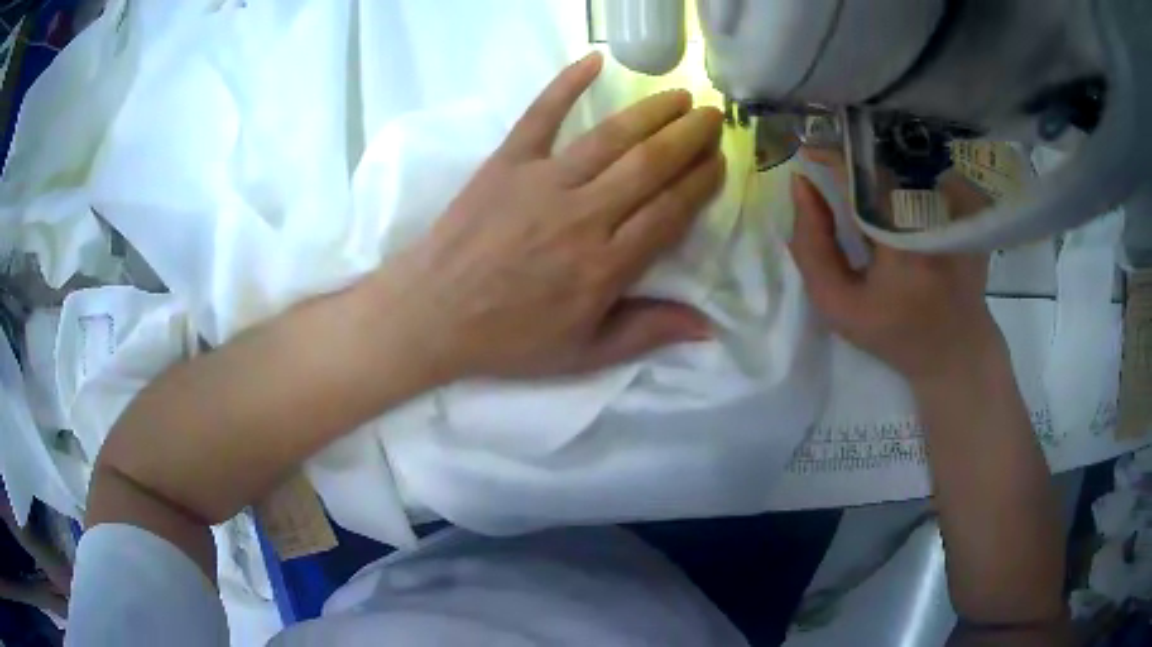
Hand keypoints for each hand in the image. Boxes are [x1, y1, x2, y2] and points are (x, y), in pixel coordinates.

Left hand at [373, 53, 724, 381]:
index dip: (701, 182)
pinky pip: (541, 114)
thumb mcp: (584, 352)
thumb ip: (647, 332)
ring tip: (680, 96)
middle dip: (690, 136)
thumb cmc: (510, 338)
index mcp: (606, 266)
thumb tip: (709, 325)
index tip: (719, 161)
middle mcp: (583, 216)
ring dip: (652, 111)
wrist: (432, 314)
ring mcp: (542, 182)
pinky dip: (566, 84)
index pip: (670, 211)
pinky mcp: (506, 162)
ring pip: (611, 137)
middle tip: (714, 117)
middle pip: (651, 165)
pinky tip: (594, 60)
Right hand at [789, 152, 1000, 385]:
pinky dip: (909, 173)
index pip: (862, 172)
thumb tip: (801, 185)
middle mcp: (936, 213)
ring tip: (869, 186)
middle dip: (854, 159)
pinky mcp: (971, 205)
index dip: (830, 154)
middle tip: (836, 172)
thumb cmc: (895, 333)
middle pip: (885, 158)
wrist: (956, 348)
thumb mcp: (839, 305)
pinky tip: (904, 195)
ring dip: (881, 164)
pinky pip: (930, 170)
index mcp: (903, 241)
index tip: (807, 152)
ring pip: (906, 159)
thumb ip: (812, 247)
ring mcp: (960, 204)